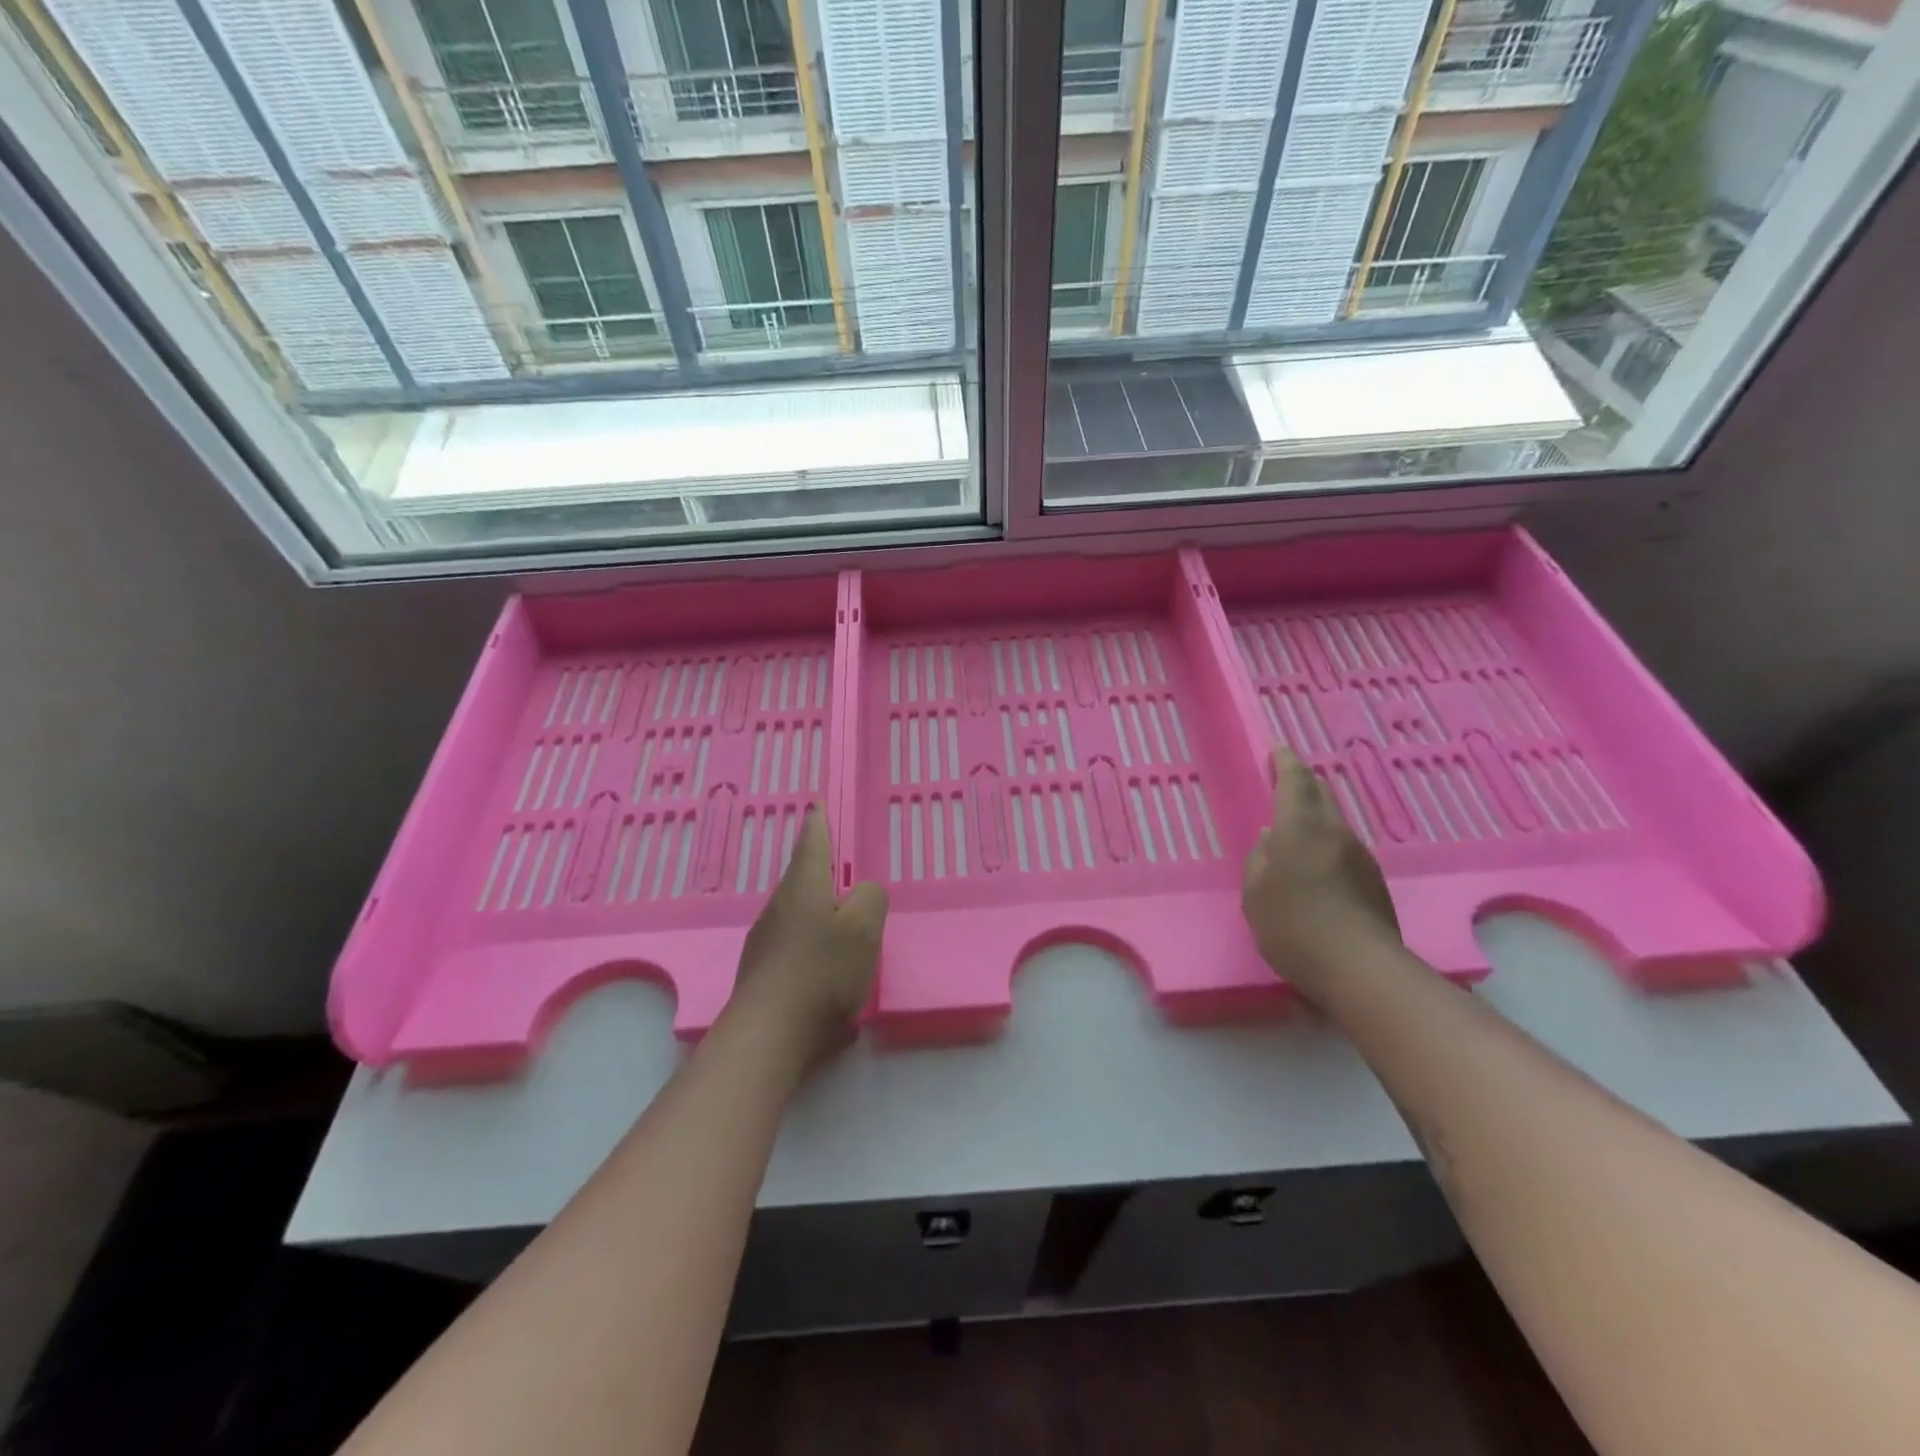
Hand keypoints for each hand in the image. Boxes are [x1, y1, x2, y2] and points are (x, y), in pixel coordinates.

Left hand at [728, 805, 887, 1067]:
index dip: (819, 821)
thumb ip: (872, 898)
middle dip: (820, 867)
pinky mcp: (763, 972)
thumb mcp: (864, 929)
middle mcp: (779, 906)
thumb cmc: (821, 972)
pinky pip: (793, 942)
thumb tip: (864, 892)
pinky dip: (812, 941)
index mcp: (804, 887)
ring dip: (818, 907)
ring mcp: (766, 940)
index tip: (818, 803)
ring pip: (797, 910)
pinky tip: (827, 964)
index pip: (812, 842)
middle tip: (839, 862)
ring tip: (840, 915)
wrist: (768, 1036)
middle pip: (802, 876)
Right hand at [1242, 746, 1400, 1001]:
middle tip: (1287, 782)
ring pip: (1335, 823)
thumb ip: (1260, 859)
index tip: (1278, 750)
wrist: (1359, 968)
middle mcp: (1335, 833)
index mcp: (1300, 827)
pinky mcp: (1373, 882)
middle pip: (1322, 795)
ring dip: (1316, 818)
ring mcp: (1360, 857)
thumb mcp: (1255, 892)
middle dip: (1304, 783)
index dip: (1285, 762)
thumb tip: (1271, 839)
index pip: (1295, 781)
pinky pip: (1344, 850)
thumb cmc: (1292, 925)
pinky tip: (1316, 869)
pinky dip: (1327, 847)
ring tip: (1297, 831)